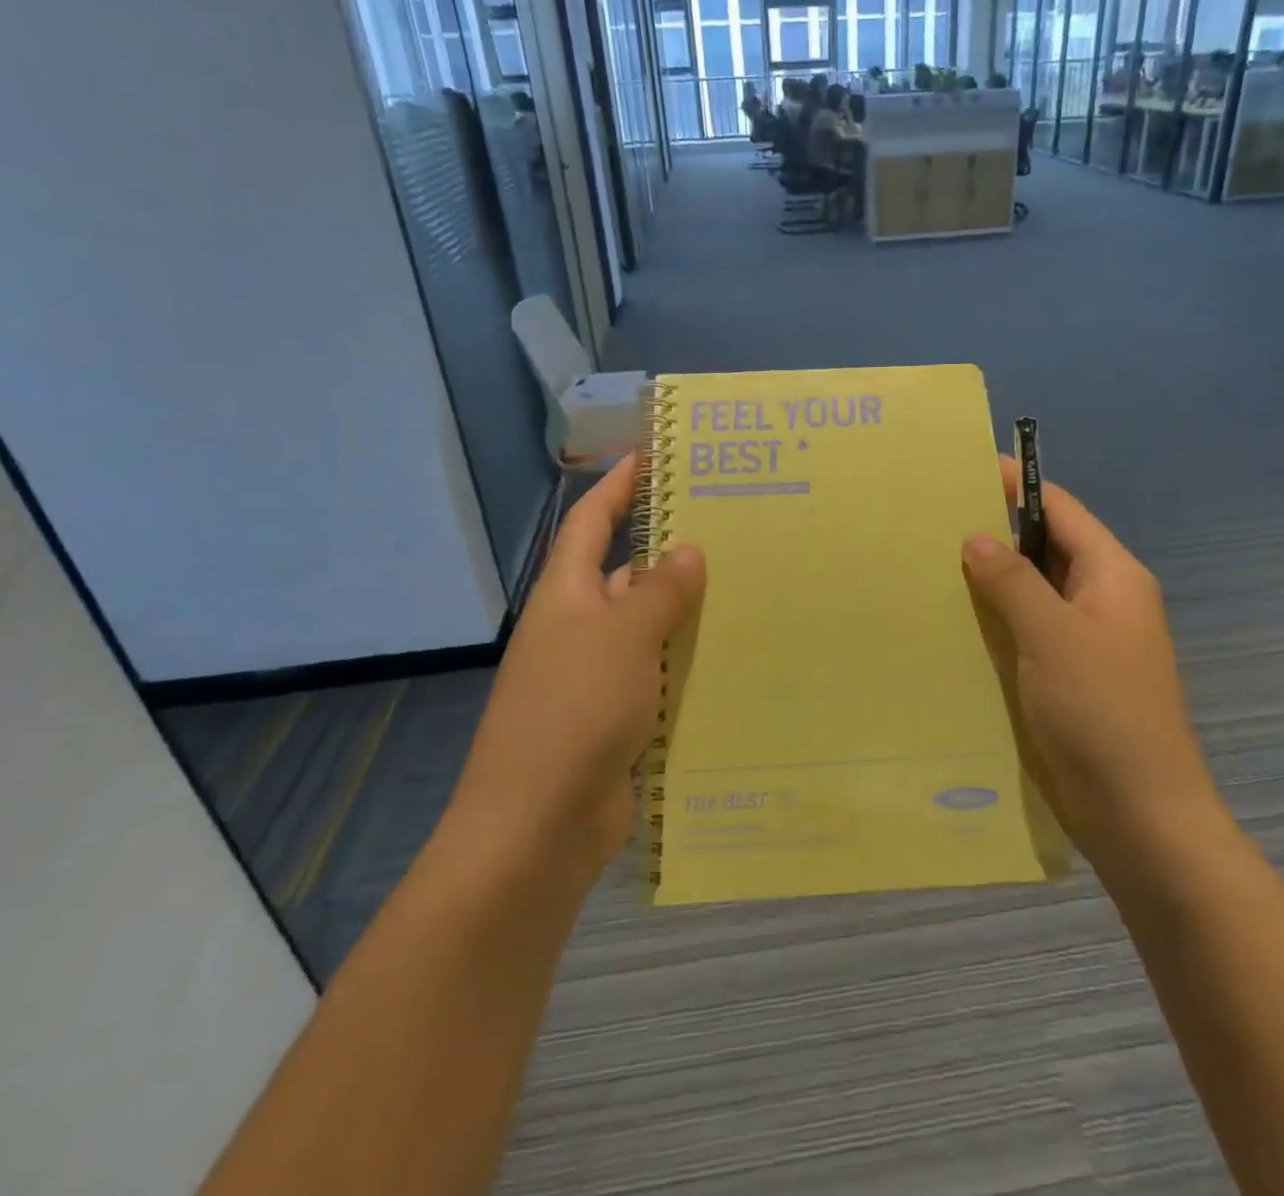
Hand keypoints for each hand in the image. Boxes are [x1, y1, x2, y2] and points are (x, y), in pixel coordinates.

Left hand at [440, 456, 704, 888]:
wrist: (537, 826)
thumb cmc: (574, 711)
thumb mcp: (623, 638)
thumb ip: (659, 591)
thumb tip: (687, 549)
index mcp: (566, 596)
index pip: (589, 523)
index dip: (615, 487)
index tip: (649, 457)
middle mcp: (577, 629)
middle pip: (624, 574)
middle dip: (668, 551)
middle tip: (730, 529)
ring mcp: (595, 677)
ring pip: (647, 629)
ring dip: (685, 613)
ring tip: (746, 588)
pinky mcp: (615, 719)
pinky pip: (657, 676)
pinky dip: (686, 664)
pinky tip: (731, 658)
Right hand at [961, 457, 1225, 871]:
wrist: (1141, 815)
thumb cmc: (1102, 713)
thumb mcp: (1052, 635)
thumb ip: (1012, 581)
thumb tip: (977, 537)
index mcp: (1113, 576)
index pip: (1061, 510)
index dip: (1018, 486)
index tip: (966, 470)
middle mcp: (1103, 600)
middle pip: (1047, 548)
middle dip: (997, 533)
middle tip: (933, 521)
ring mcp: (1087, 641)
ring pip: (1034, 592)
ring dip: (993, 580)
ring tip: (931, 564)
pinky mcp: (1069, 677)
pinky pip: (1029, 631)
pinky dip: (997, 621)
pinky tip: (955, 622)